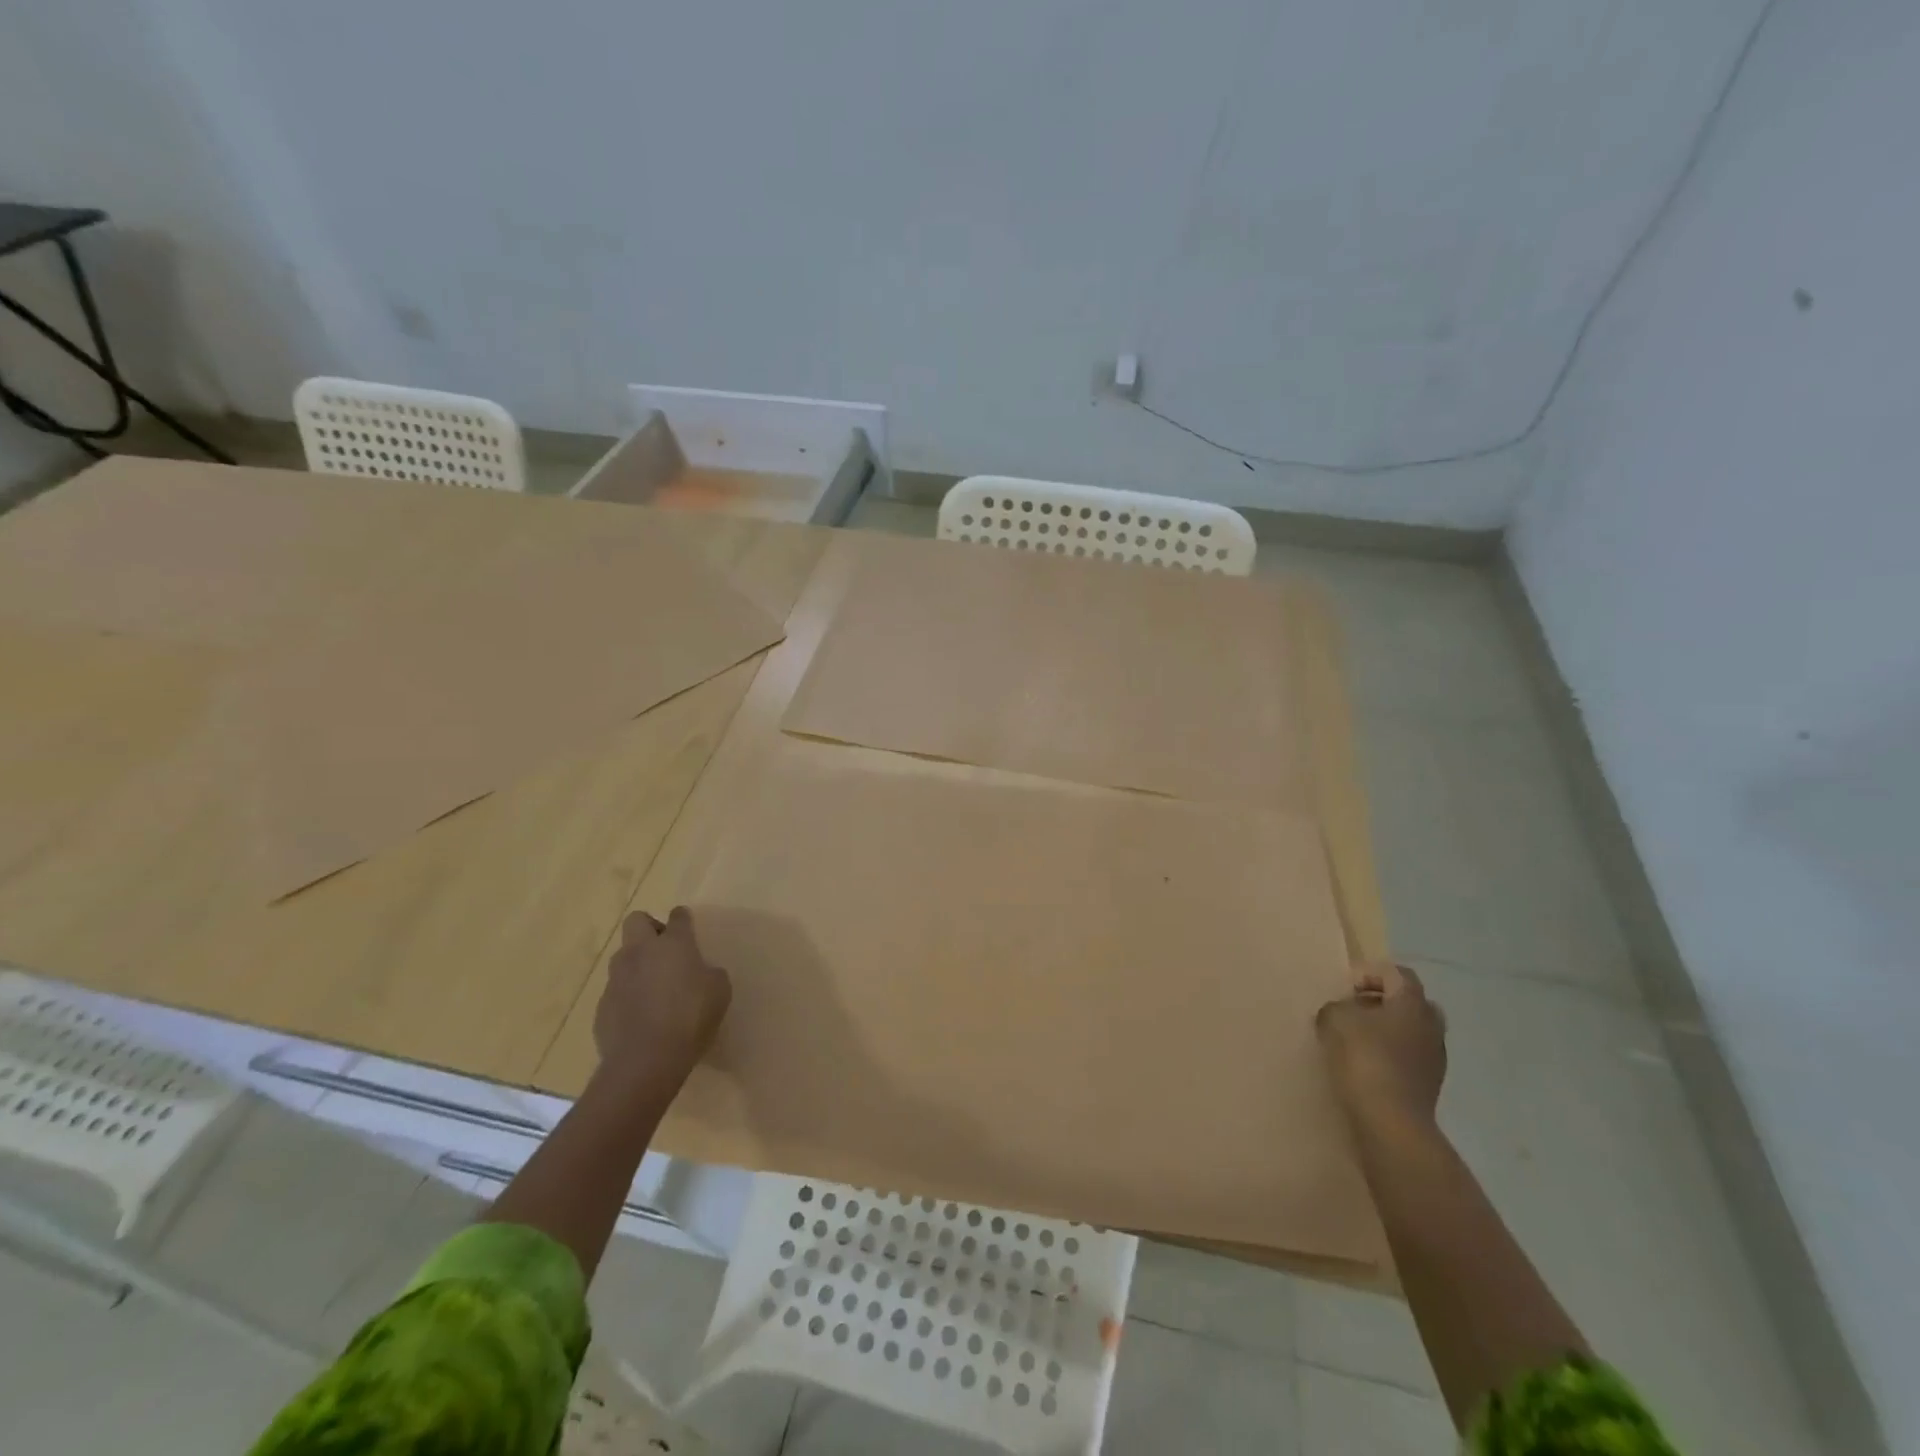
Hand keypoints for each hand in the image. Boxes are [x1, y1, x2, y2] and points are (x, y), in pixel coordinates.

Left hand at [594, 907, 732, 1092]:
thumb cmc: (690, 1018)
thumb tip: (701, 973)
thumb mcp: (719, 992)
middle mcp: (641, 952)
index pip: (678, 916)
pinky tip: (640, 1017)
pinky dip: (627, 996)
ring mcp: (617, 978)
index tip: (688, 927)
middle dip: (649, 928)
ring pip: (623, 956)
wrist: (645, 1061)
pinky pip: (616, 990)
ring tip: (653, 988)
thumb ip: (710, 974)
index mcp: (674, 944)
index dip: (683, 919)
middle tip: (665, 950)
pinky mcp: (602, 1005)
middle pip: (637, 920)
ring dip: (637, 964)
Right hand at [1315, 963, 1446, 1132]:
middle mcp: (1431, 1026)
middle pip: (1411, 1003)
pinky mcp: (1429, 1086)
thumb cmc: (1365, 1058)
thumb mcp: (1335, 1019)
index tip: (1347, 990)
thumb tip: (1342, 1013)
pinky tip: (1365, 1067)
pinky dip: (1391, 1056)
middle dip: (1384, 1003)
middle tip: (1357, 1010)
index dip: (1371, 974)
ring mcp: (1435, 1059)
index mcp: (1413, 1003)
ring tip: (1356, 1041)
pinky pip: (1410, 1059)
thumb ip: (1337, 1007)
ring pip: (1412, 1032)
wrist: (1391, 1121)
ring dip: (1388, 1032)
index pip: (1399, 974)